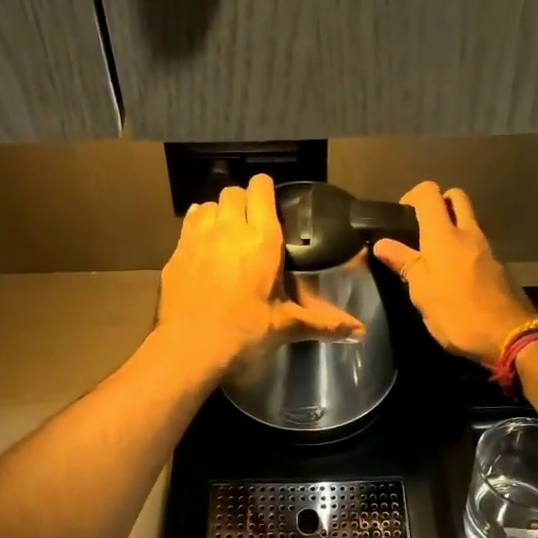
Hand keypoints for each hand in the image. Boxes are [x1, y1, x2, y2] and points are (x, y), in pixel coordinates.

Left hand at [154, 174, 363, 375]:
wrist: (190, 348)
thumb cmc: (244, 332)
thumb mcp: (286, 326)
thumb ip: (324, 323)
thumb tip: (361, 332)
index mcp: (261, 239)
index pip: (261, 189)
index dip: (266, 190)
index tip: (271, 202)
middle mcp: (229, 229)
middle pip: (233, 192)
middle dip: (243, 201)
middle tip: (251, 223)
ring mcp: (198, 237)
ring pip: (208, 204)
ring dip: (218, 212)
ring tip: (226, 233)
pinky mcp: (176, 252)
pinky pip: (188, 224)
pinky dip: (197, 227)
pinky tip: (203, 247)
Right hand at [373, 182, 534, 364]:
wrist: (509, 335)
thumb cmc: (457, 313)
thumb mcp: (421, 291)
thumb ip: (403, 263)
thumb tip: (381, 243)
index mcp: (443, 234)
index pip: (428, 193)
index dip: (412, 196)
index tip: (400, 218)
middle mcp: (467, 232)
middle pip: (455, 197)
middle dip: (438, 203)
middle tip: (420, 229)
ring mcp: (486, 247)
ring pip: (468, 220)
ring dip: (452, 226)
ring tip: (433, 255)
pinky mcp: (497, 265)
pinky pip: (476, 243)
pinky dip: (463, 247)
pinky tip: (453, 273)